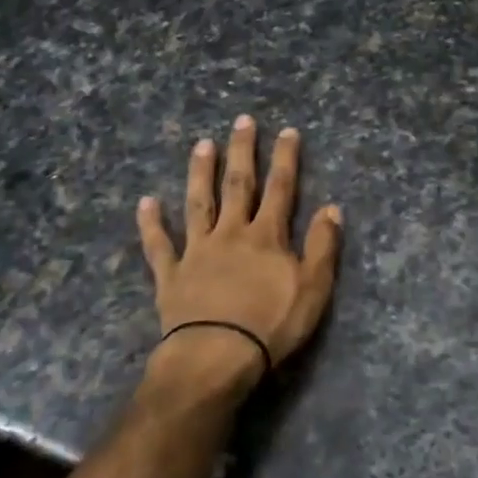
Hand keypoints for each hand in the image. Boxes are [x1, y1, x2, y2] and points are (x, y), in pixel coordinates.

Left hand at [137, 116, 342, 393]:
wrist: (217, 356)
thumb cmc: (271, 325)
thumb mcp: (313, 288)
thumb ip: (322, 246)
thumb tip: (331, 208)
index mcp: (266, 236)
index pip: (280, 189)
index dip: (285, 159)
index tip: (287, 131)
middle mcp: (231, 233)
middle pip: (238, 185)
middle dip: (242, 152)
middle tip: (242, 121)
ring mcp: (197, 252)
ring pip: (198, 204)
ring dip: (199, 173)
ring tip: (201, 145)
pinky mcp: (171, 275)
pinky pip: (159, 245)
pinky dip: (151, 224)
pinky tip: (146, 202)